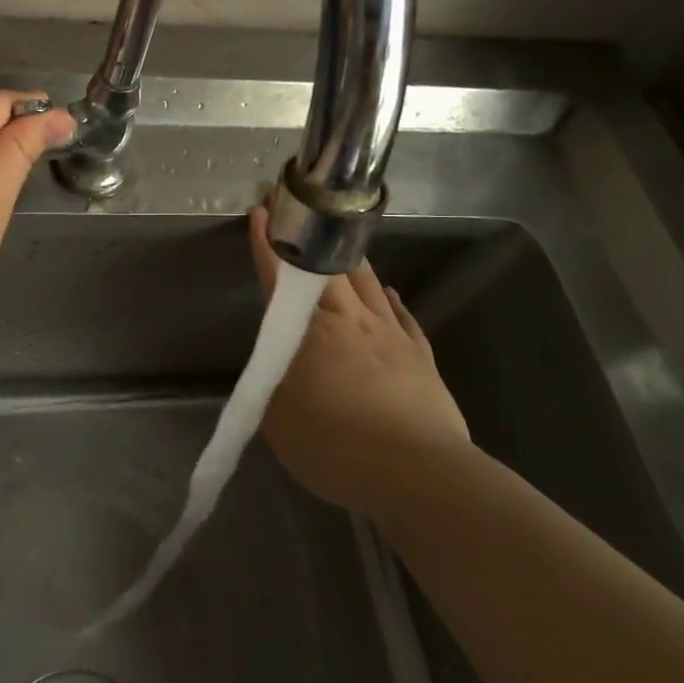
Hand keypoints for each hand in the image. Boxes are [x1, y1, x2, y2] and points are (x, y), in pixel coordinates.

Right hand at [248, 202, 470, 512]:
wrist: (420, 475)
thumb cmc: (337, 447)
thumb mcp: (280, 424)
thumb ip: (273, 389)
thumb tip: (276, 372)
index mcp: (310, 333)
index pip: (282, 278)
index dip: (269, 244)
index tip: (263, 210)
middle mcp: (350, 321)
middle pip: (327, 266)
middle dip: (308, 233)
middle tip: (296, 206)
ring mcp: (390, 334)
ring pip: (367, 281)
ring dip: (348, 256)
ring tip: (339, 238)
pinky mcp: (420, 356)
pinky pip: (401, 314)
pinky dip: (389, 297)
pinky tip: (389, 291)